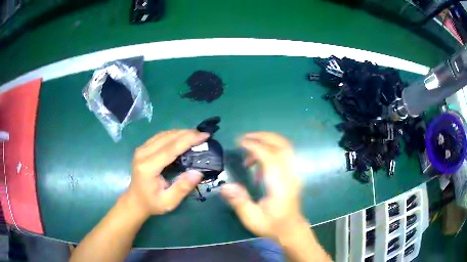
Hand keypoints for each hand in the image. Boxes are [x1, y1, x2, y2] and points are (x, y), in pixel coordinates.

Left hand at [125, 130, 209, 217]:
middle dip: (187, 134)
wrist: (135, 201)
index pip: (170, 149)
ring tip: (196, 135)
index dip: (188, 140)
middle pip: (167, 138)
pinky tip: (182, 137)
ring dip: (181, 133)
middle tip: (203, 135)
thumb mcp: (169, 202)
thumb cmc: (152, 203)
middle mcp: (142, 154)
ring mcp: (141, 149)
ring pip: (164, 134)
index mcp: (148, 167)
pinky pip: (160, 137)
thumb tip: (198, 172)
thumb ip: (182, 188)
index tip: (204, 135)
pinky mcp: (142, 148)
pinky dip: (173, 135)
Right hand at [221, 132, 306, 243]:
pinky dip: (271, 152)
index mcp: (280, 185)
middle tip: (245, 137)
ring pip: (285, 148)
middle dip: (264, 137)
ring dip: (267, 143)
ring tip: (248, 154)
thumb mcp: (252, 218)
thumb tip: (226, 186)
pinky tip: (258, 168)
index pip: (271, 157)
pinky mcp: (292, 175)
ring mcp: (293, 174)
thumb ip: (240, 202)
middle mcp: (290, 176)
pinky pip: (284, 155)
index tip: (240, 142)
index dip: (255, 146)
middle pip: (283, 145)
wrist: (291, 230)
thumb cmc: (272, 225)